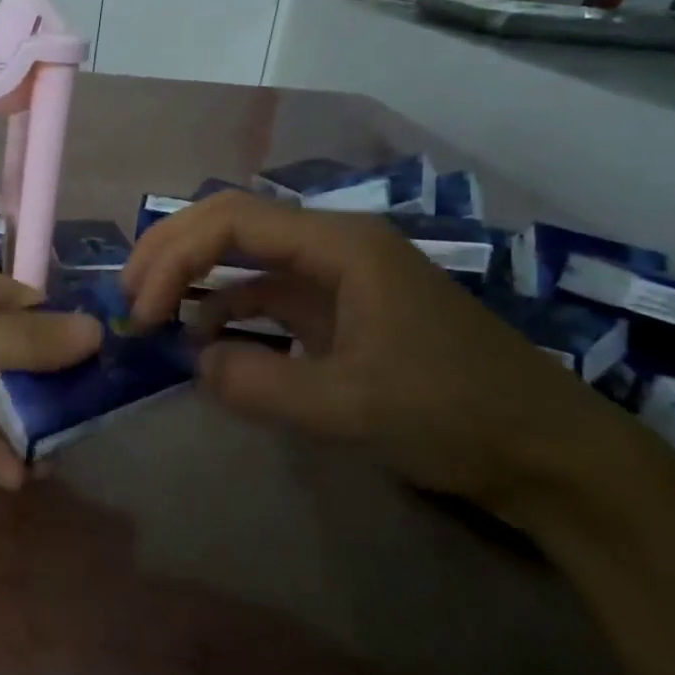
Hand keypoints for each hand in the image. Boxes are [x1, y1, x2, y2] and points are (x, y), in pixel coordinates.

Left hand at [0, 250, 100, 488]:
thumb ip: (19, 341)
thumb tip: (96, 331)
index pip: (24, 305)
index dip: (65, 333)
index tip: (109, 367)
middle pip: (12, 354)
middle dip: (49, 387)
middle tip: (93, 424)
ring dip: (22, 424)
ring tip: (63, 459)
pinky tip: (18, 476)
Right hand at [121, 191, 632, 509]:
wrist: (545, 452)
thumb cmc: (456, 414)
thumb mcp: (350, 407)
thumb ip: (260, 385)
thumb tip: (193, 362)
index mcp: (340, 245)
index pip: (232, 222)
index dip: (174, 257)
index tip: (142, 311)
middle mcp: (333, 245)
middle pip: (232, 222)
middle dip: (172, 252)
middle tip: (129, 297)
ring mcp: (337, 277)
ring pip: (245, 256)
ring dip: (194, 276)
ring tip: (149, 312)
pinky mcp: (339, 311)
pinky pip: (265, 295)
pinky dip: (226, 310)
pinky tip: (201, 339)